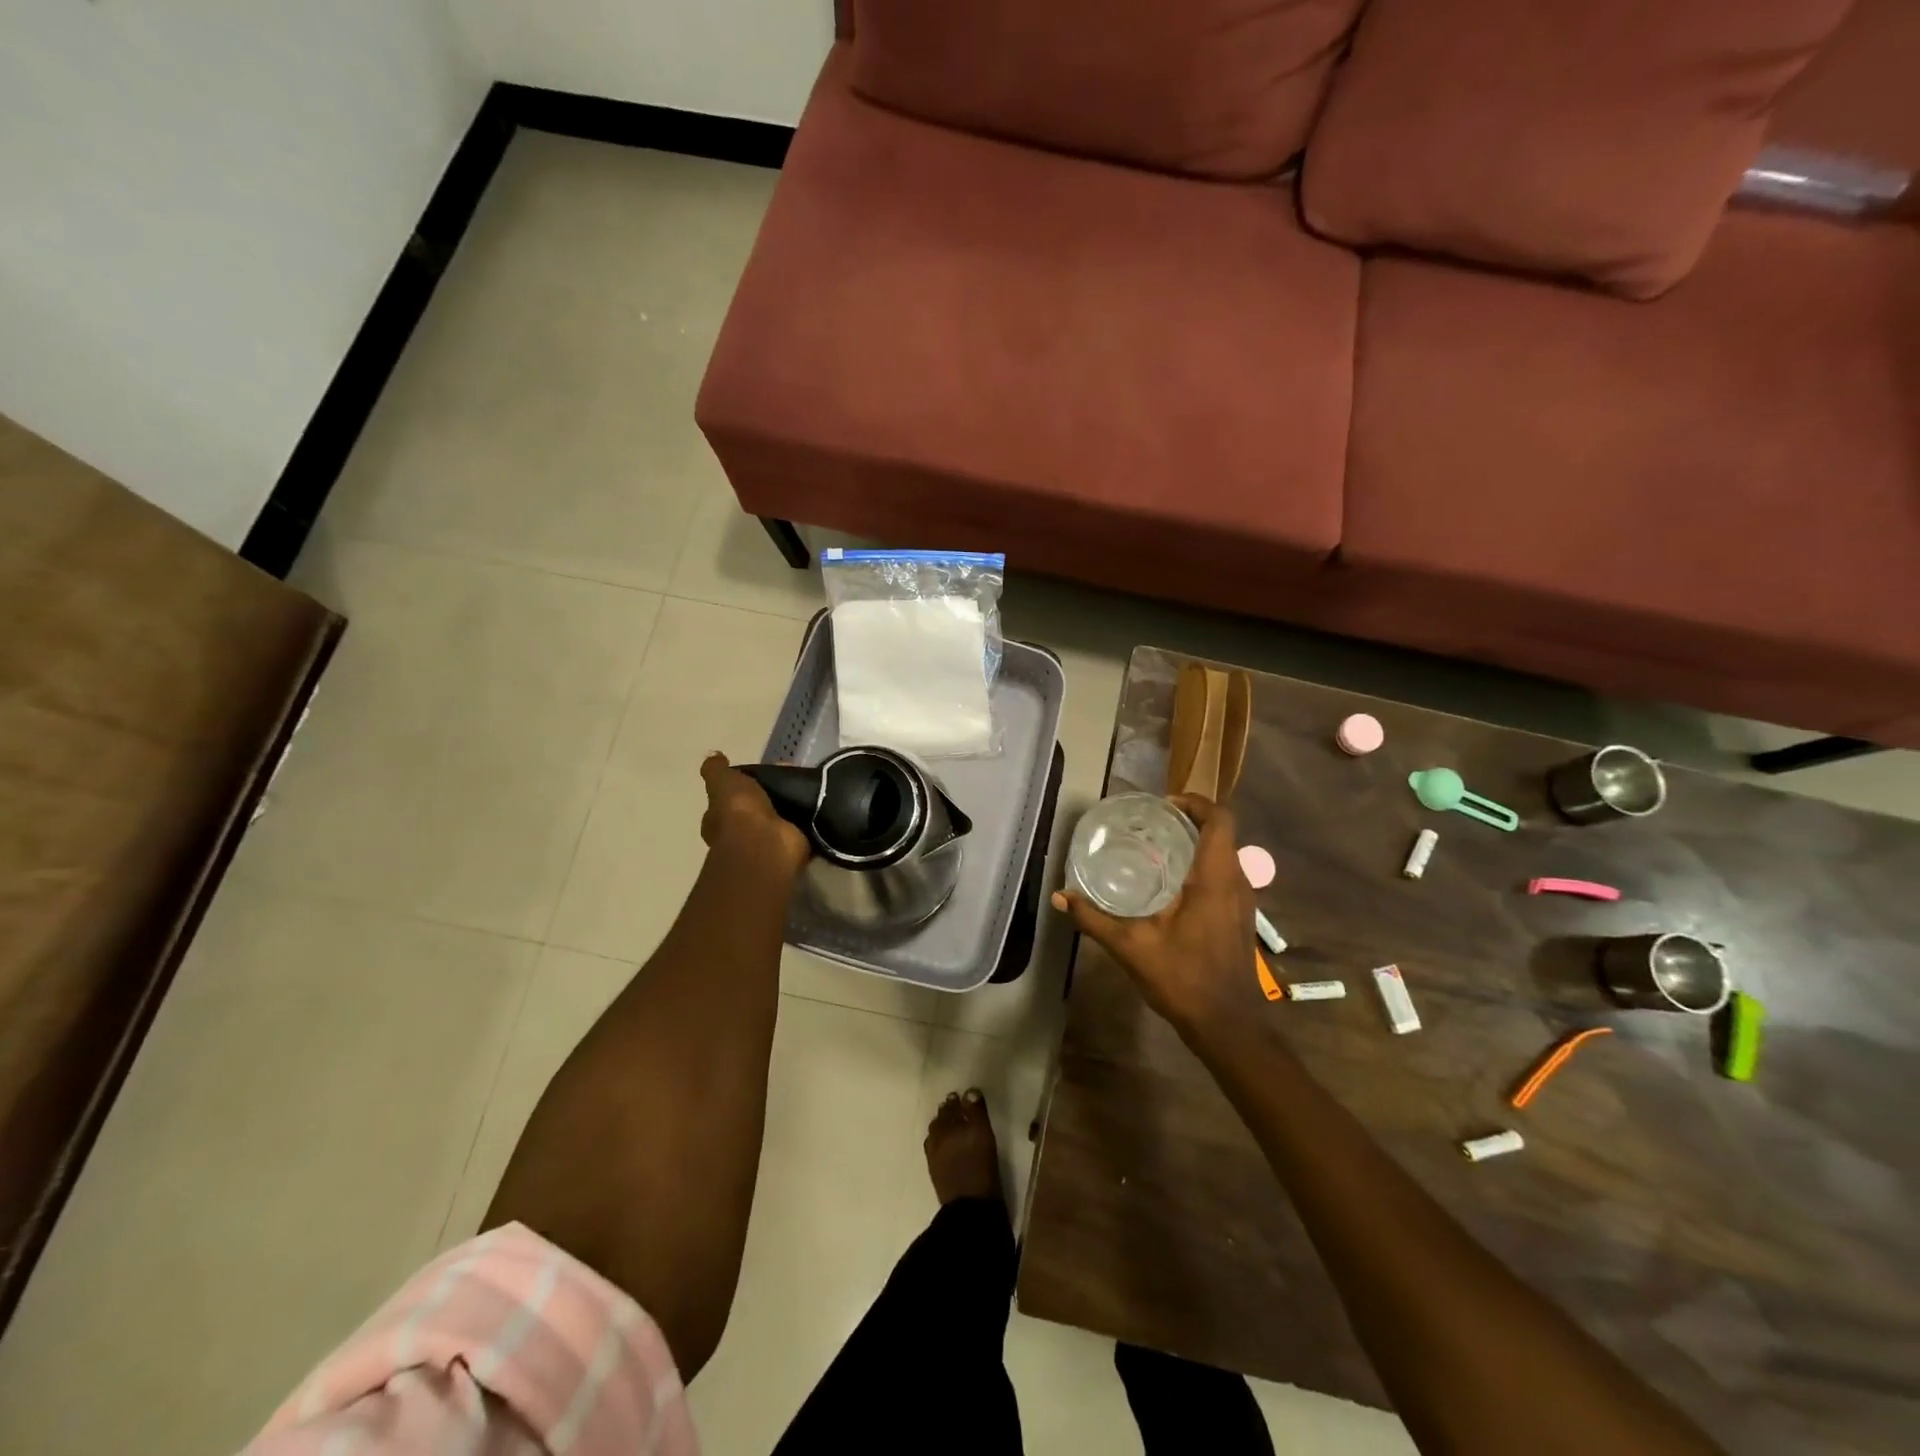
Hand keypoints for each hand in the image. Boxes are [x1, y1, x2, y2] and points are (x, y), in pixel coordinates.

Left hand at [700, 752, 808, 874]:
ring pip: (777, 817)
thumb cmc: (739, 811)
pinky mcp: (790, 844)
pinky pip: (798, 827)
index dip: (740, 787)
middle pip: (755, 808)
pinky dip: (806, 818)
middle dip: (768, 796)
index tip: (759, 774)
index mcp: (719, 818)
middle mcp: (739, 833)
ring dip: (788, 806)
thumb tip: (714, 756)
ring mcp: (765, 841)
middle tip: (787, 777)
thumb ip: (716, 770)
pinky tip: (816, 803)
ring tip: (806, 786)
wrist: (766, 842)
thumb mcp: (722, 781)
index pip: (727, 799)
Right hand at [1052, 794, 1257, 1043]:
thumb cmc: (1184, 979)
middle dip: (1189, 821)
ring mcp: (1244, 902)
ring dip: (1197, 845)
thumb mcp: (1131, 947)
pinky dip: (1203, 868)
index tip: (1163, 805)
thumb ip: (1093, 919)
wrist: (1229, 1026)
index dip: (1195, 802)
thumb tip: (1060, 897)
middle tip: (1151, 826)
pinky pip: (1226, 877)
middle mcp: (1236, 882)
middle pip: (1222, 833)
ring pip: (1225, 856)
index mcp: (1215, 878)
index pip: (1219, 819)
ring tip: (1158, 850)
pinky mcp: (1242, 918)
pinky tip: (1172, 888)